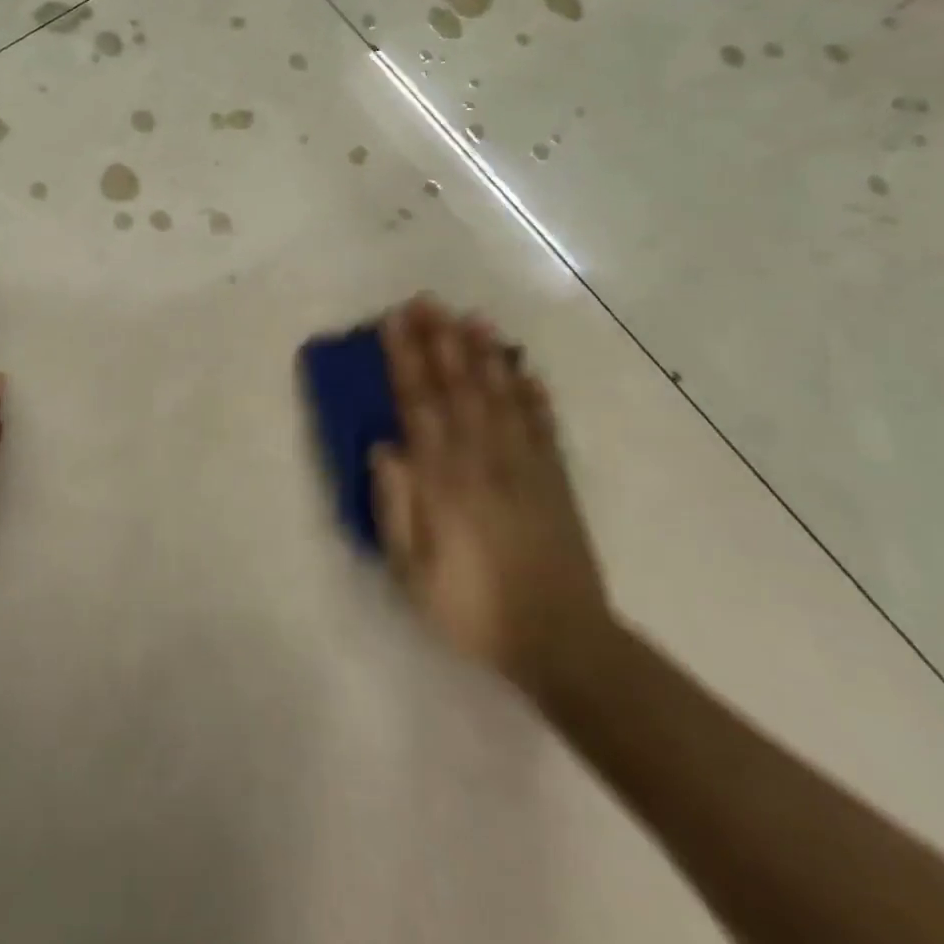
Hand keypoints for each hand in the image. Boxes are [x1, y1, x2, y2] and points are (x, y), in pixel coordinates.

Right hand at [371, 297, 608, 693]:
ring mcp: (525, 466)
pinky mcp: (555, 479)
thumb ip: (396, 506)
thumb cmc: (471, 607)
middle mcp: (484, 460)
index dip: (406, 360)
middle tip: (428, 301)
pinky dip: (532, 392)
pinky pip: (542, 424)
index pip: (420, 405)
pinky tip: (523, 368)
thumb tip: (383, 447)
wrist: (560, 641)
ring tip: (472, 317)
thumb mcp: (413, 570)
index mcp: (445, 481)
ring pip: (501, 396)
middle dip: (441, 340)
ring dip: (485, 354)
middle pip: (460, 388)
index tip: (394, 323)